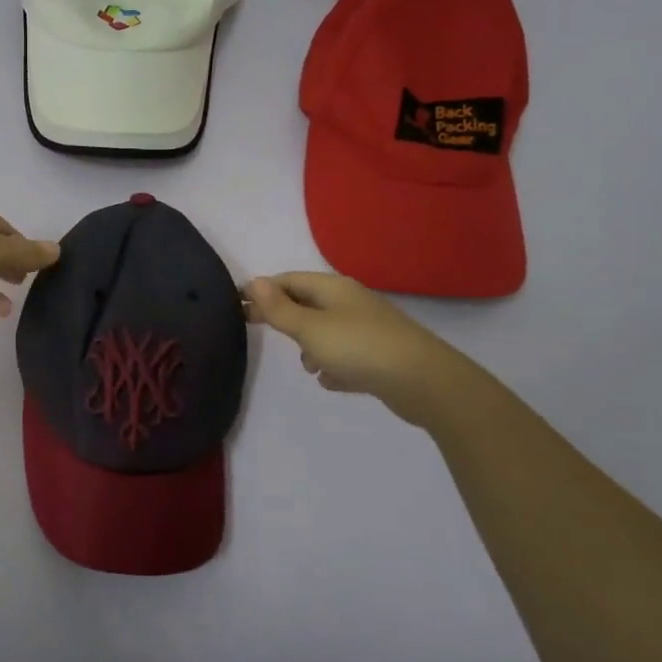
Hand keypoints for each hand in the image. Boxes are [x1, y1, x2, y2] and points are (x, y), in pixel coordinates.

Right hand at [243, 271, 472, 425]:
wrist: (424, 381)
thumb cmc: (359, 348)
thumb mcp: (310, 328)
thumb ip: (280, 309)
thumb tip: (255, 282)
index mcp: (333, 289)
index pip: (289, 280)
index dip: (262, 289)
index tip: (237, 303)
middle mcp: (351, 303)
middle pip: (307, 303)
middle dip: (282, 316)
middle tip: (252, 327)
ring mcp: (368, 329)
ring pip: (327, 331)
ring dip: (310, 345)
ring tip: (307, 366)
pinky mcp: (381, 356)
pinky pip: (347, 356)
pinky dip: (334, 365)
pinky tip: (330, 381)